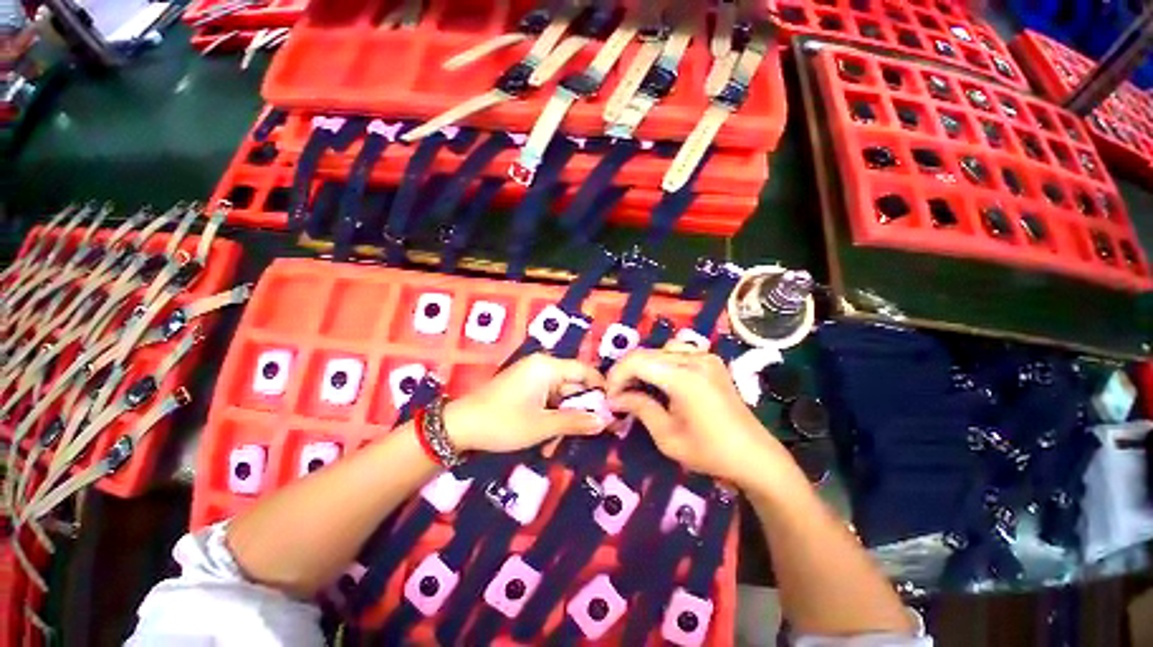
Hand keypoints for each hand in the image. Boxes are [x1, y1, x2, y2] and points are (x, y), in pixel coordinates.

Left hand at [445, 353, 607, 453]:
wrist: (459, 427)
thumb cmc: (503, 423)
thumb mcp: (542, 425)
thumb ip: (575, 421)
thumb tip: (604, 421)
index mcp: (548, 367)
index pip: (585, 372)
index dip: (600, 390)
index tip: (611, 412)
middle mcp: (542, 367)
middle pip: (573, 386)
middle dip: (578, 413)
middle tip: (588, 435)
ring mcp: (532, 377)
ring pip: (560, 398)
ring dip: (562, 421)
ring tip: (555, 446)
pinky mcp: (525, 388)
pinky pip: (547, 400)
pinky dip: (549, 418)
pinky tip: (545, 440)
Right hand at [605, 342, 793, 486]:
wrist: (754, 456)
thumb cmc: (710, 452)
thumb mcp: (667, 436)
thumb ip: (639, 408)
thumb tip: (615, 397)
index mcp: (683, 377)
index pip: (637, 362)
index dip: (616, 376)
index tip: (609, 396)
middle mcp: (694, 359)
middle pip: (646, 353)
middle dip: (626, 371)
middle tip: (618, 394)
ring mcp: (705, 356)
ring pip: (660, 350)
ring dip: (643, 366)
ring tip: (637, 387)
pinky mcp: (711, 361)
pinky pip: (678, 351)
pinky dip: (661, 362)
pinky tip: (661, 380)